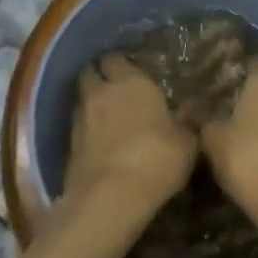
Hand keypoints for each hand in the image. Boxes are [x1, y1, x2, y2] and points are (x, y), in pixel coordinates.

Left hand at [66, 54, 196, 208]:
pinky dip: (87, 133)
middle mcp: (101, 93)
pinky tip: (101, 145)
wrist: (110, 198)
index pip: (116, 59)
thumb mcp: (186, 142)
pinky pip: (78, 130)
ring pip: (81, 102)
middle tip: (115, 90)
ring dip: (91, 106)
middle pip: (90, 74)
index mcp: (130, 81)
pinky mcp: (67, 147)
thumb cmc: (156, 158)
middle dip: (99, 79)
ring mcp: (80, 119)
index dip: (120, 65)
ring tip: (108, 119)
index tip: (131, 72)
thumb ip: (186, 123)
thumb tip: (189, 113)